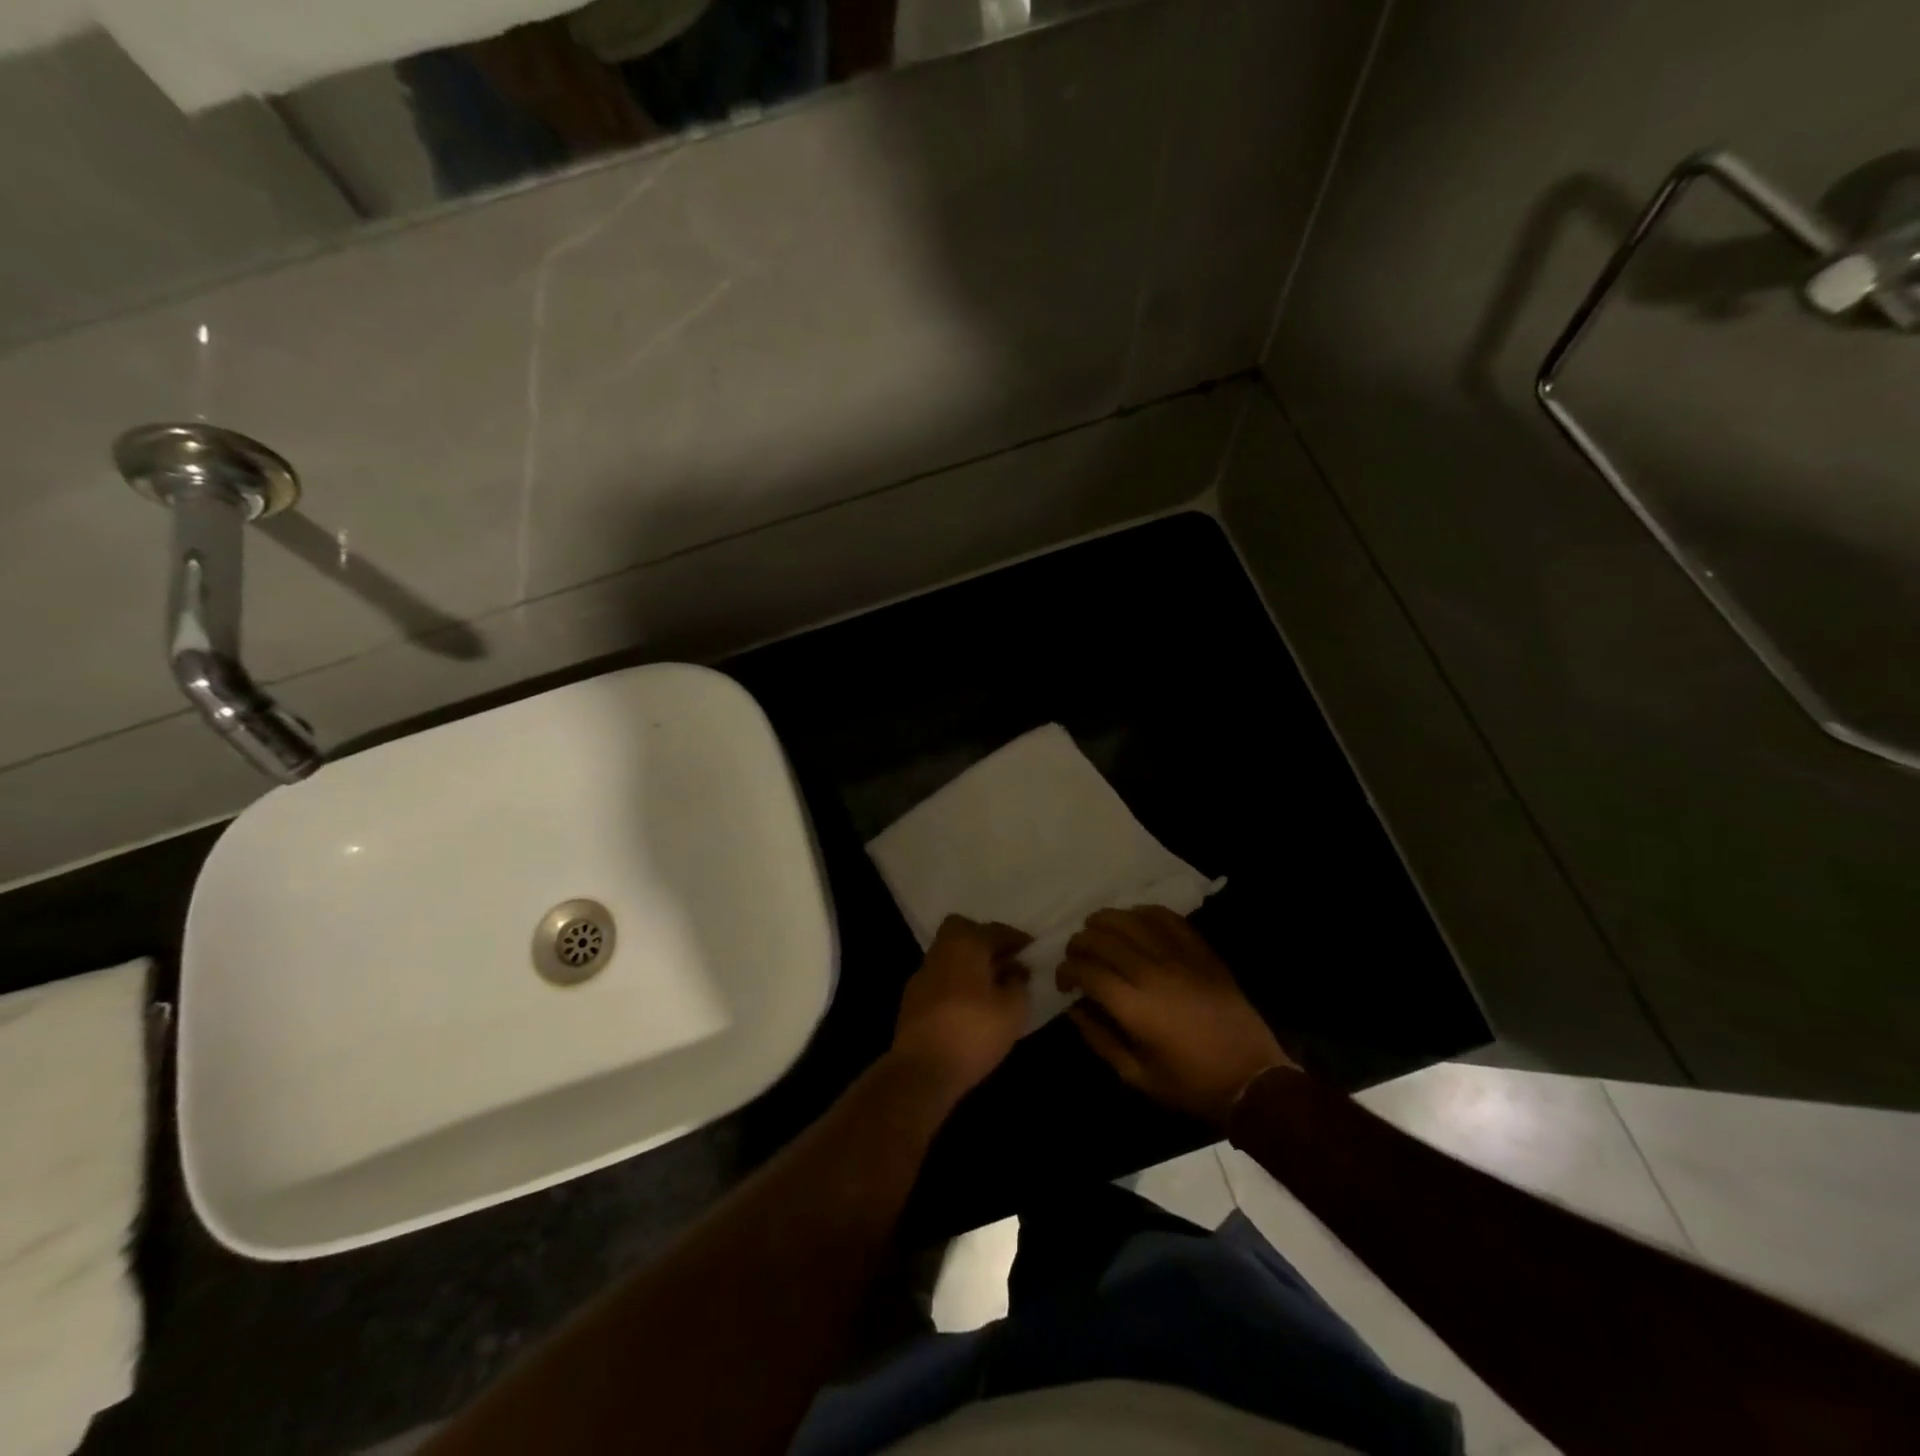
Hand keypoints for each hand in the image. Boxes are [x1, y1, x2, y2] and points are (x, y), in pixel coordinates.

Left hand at [891, 915, 1033, 1100]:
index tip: (1031, 951)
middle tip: (1004, 961)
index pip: (995, 930)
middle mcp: (941, 951)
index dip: (1016, 939)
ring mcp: (922, 974)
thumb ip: (1019, 983)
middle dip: (983, 940)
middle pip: (961, 930)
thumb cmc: (974, 1031)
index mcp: (966, 944)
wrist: (922, 1069)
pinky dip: (955, 983)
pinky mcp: (911, 999)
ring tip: (991, 987)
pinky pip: (940, 979)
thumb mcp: (1013, 1010)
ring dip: (969, 964)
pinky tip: (968, 1006)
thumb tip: (1016, 970)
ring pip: (949, 955)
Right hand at [1059, 906, 1296, 1124]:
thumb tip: (1075, 1008)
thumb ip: (1099, 1040)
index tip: (1064, 981)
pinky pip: (1167, 918)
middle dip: (1079, 943)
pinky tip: (1134, 919)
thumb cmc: (1191, 1085)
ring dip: (1106, 921)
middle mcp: (1153, 974)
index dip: (1066, 970)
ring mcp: (1180, 958)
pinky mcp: (1201, 952)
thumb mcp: (1137, 1076)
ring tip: (1096, 930)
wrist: (1252, 1078)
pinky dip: (1144, 913)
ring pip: (1131, 920)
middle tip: (1076, 956)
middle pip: (1103, 938)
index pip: (1086, 970)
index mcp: (1134, 1007)